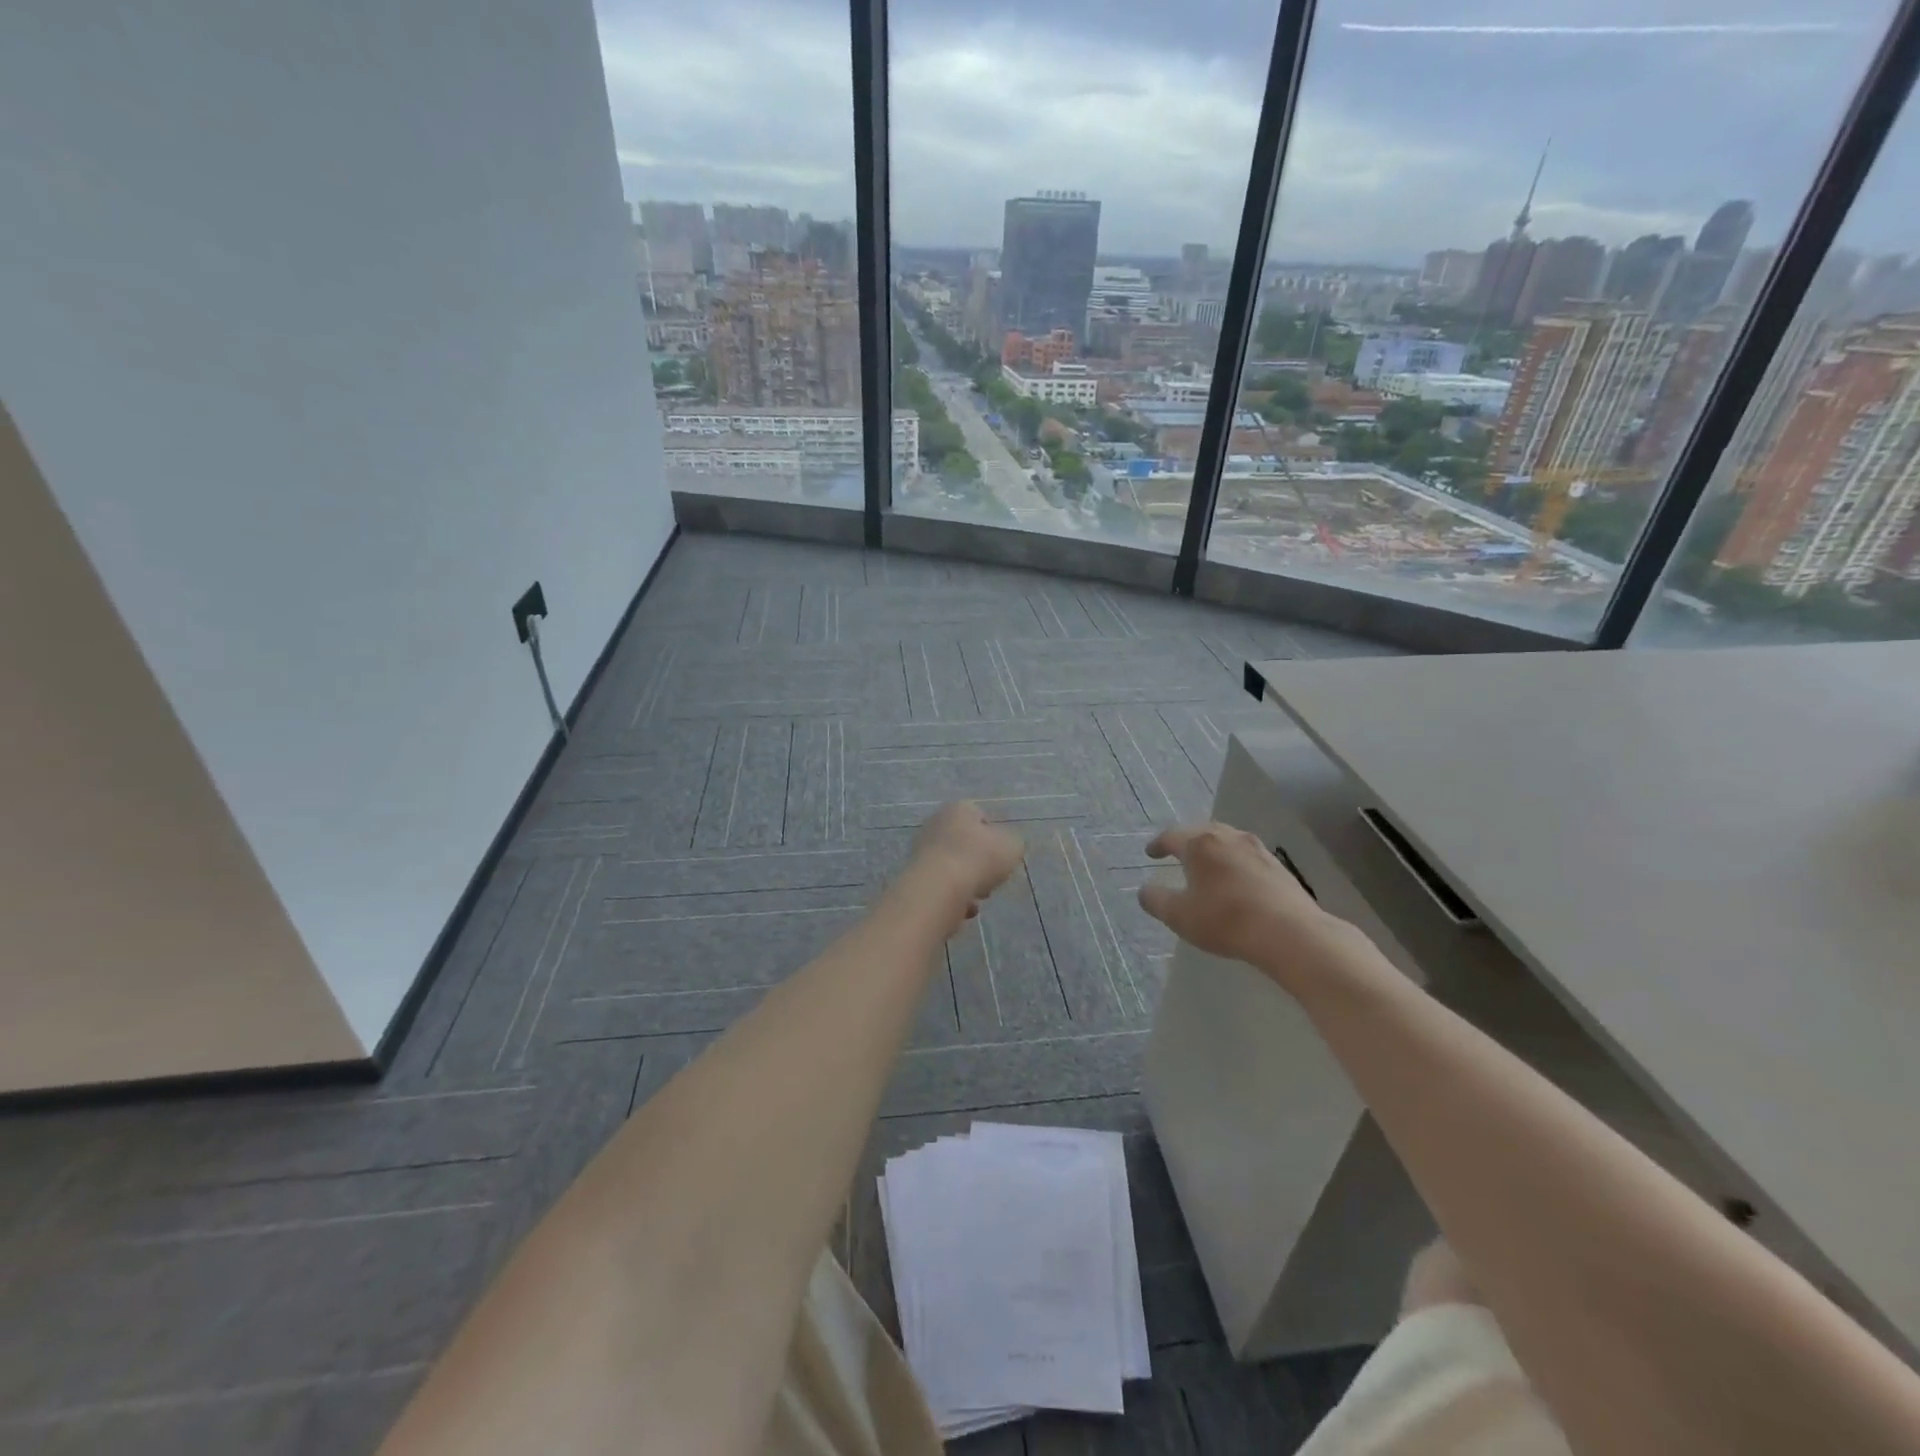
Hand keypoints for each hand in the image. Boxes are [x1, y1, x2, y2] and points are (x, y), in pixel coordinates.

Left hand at [910, 802, 1025, 923]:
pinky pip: (942, 887)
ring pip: (954, 867)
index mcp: (958, 809)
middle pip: (965, 844)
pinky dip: (954, 898)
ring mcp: (921, 851)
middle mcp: (935, 825)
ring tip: (978, 898)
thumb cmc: (979, 859)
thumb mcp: (1012, 846)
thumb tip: (1006, 848)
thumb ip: (1013, 844)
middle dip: (980, 863)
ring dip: (968, 883)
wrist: (938, 889)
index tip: (1002, 855)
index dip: (994, 836)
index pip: (979, 815)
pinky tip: (963, 909)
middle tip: (992, 879)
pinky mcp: (915, 877)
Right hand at [1137, 822, 1345, 975]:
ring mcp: (1257, 849)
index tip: (1150, 853)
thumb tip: (1144, 890)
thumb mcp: (1179, 916)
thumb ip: (1156, 901)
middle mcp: (1228, 838)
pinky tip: (1235, 878)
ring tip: (1206, 863)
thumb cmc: (1225, 920)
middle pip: (1202, 831)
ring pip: (1227, 841)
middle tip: (1177, 852)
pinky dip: (1233, 861)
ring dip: (1213, 849)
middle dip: (1187, 841)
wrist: (1290, 933)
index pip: (1172, 836)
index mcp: (1200, 844)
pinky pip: (1247, 856)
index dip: (1158, 844)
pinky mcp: (1278, 866)